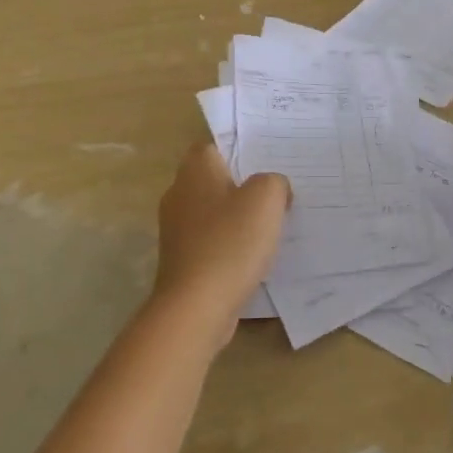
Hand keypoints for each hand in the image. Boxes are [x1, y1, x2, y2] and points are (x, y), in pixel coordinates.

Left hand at [153, 142, 289, 334]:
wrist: (196, 308)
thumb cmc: (230, 243)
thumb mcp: (266, 198)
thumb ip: (274, 181)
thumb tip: (274, 189)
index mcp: (195, 171)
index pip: (213, 145)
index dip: (239, 149)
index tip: (267, 161)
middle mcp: (179, 194)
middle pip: (214, 178)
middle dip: (243, 185)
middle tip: (277, 192)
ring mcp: (176, 230)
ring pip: (213, 211)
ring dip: (238, 217)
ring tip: (271, 225)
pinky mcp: (182, 260)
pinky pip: (211, 241)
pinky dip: (230, 245)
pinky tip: (254, 256)